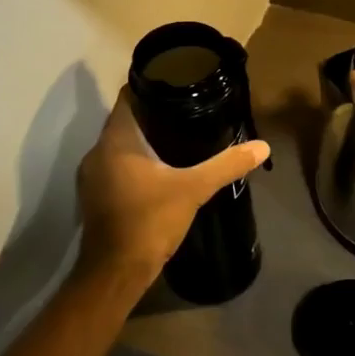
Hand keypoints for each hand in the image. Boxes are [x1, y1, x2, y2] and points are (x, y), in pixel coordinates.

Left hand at [75, 89, 269, 293]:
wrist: (115, 274)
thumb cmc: (149, 221)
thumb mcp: (194, 189)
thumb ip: (226, 164)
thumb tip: (262, 146)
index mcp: (116, 140)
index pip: (128, 96)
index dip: (150, 85)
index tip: (177, 81)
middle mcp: (98, 152)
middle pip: (125, 120)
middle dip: (153, 114)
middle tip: (186, 109)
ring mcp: (92, 177)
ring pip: (120, 145)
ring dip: (143, 141)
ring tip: (177, 137)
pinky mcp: (95, 197)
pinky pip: (116, 167)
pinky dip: (135, 162)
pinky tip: (160, 170)